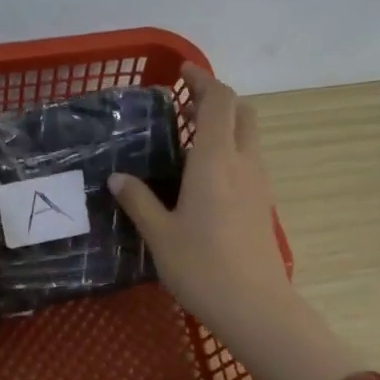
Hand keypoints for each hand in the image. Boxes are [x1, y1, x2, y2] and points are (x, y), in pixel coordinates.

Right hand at [108, 64, 289, 351]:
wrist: (254, 306)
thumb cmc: (201, 267)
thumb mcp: (159, 234)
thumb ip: (138, 201)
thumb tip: (118, 178)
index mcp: (215, 162)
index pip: (218, 102)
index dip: (203, 80)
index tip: (182, 73)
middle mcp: (243, 163)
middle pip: (242, 112)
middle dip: (216, 98)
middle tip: (183, 105)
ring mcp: (258, 184)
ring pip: (249, 136)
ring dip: (224, 124)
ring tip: (188, 137)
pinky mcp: (262, 203)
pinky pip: (249, 160)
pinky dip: (229, 149)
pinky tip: (202, 174)